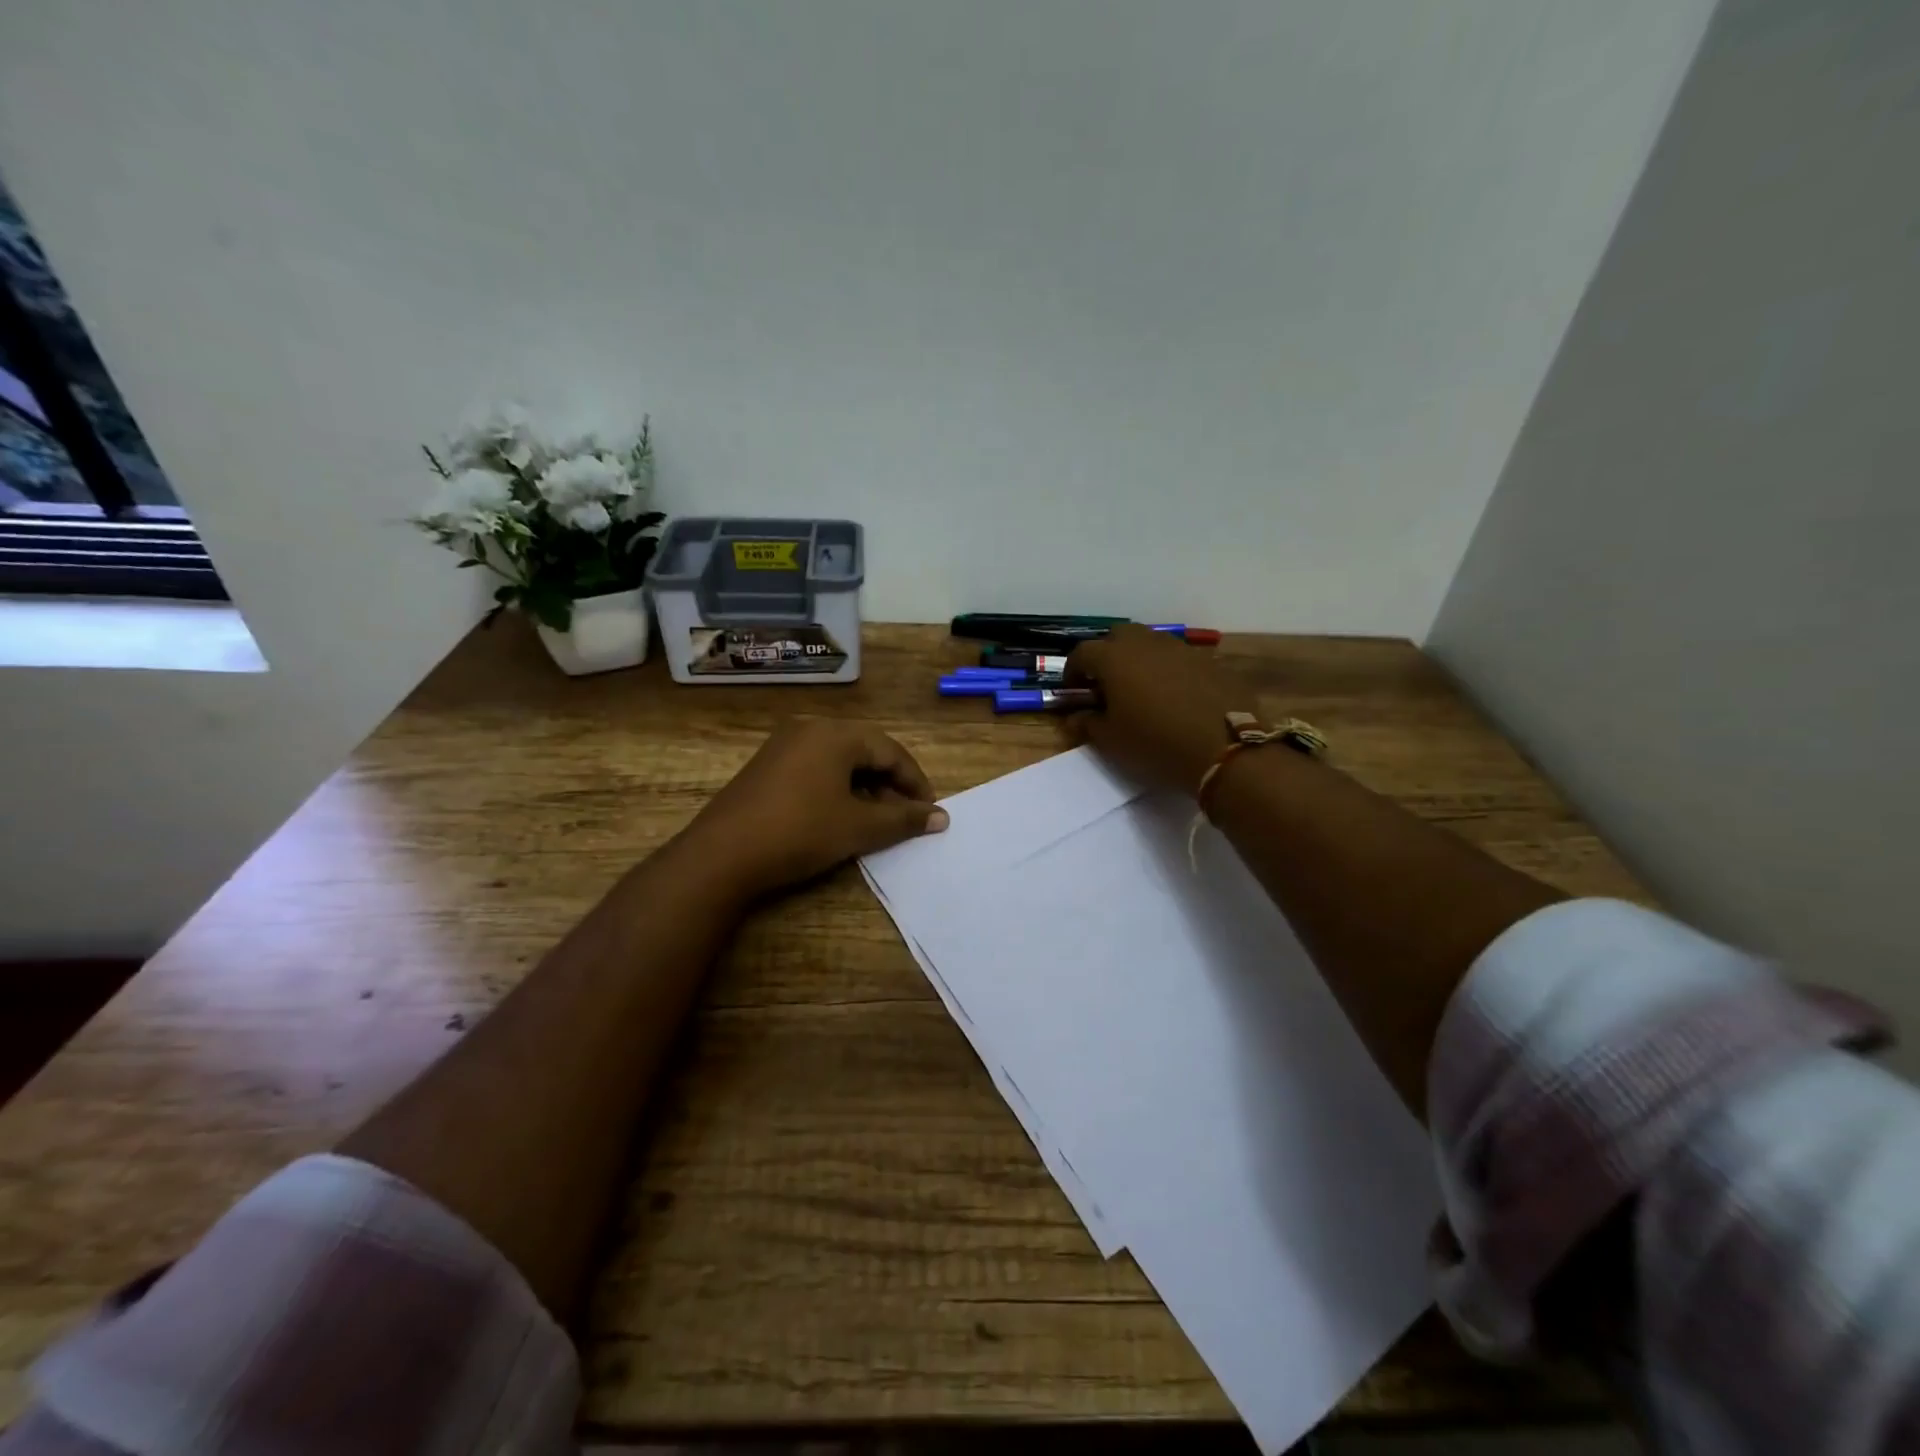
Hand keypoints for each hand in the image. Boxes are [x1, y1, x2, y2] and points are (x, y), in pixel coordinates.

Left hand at [682, 717, 948, 897]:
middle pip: (865, 751)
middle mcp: (809, 729)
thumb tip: (941, 817)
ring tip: (876, 820)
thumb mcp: (858, 827)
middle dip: (890, 784)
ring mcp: (783, 745)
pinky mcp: (766, 766)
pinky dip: (837, 788)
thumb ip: (903, 819)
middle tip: (906, 816)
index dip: (915, 782)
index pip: (890, 751)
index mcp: (835, 734)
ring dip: (865, 788)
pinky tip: (840, 816)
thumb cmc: (799, 832)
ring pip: (840, 760)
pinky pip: (815, 768)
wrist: (721, 856)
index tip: (929, 813)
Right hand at [1065, 624, 1237, 794]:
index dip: (1073, 671)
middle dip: (1106, 655)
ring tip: (1140, 689)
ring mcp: (1180, 648)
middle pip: (1117, 636)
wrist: (1225, 749)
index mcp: (1113, 658)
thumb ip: (1087, 723)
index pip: (1081, 652)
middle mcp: (1145, 643)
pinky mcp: (1208, 660)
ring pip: (1150, 643)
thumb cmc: (1155, 743)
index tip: (1074, 690)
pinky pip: (1178, 658)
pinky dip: (1167, 669)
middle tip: (1106, 684)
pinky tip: (1173, 695)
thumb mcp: (1111, 741)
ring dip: (1138, 659)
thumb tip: (1074, 717)